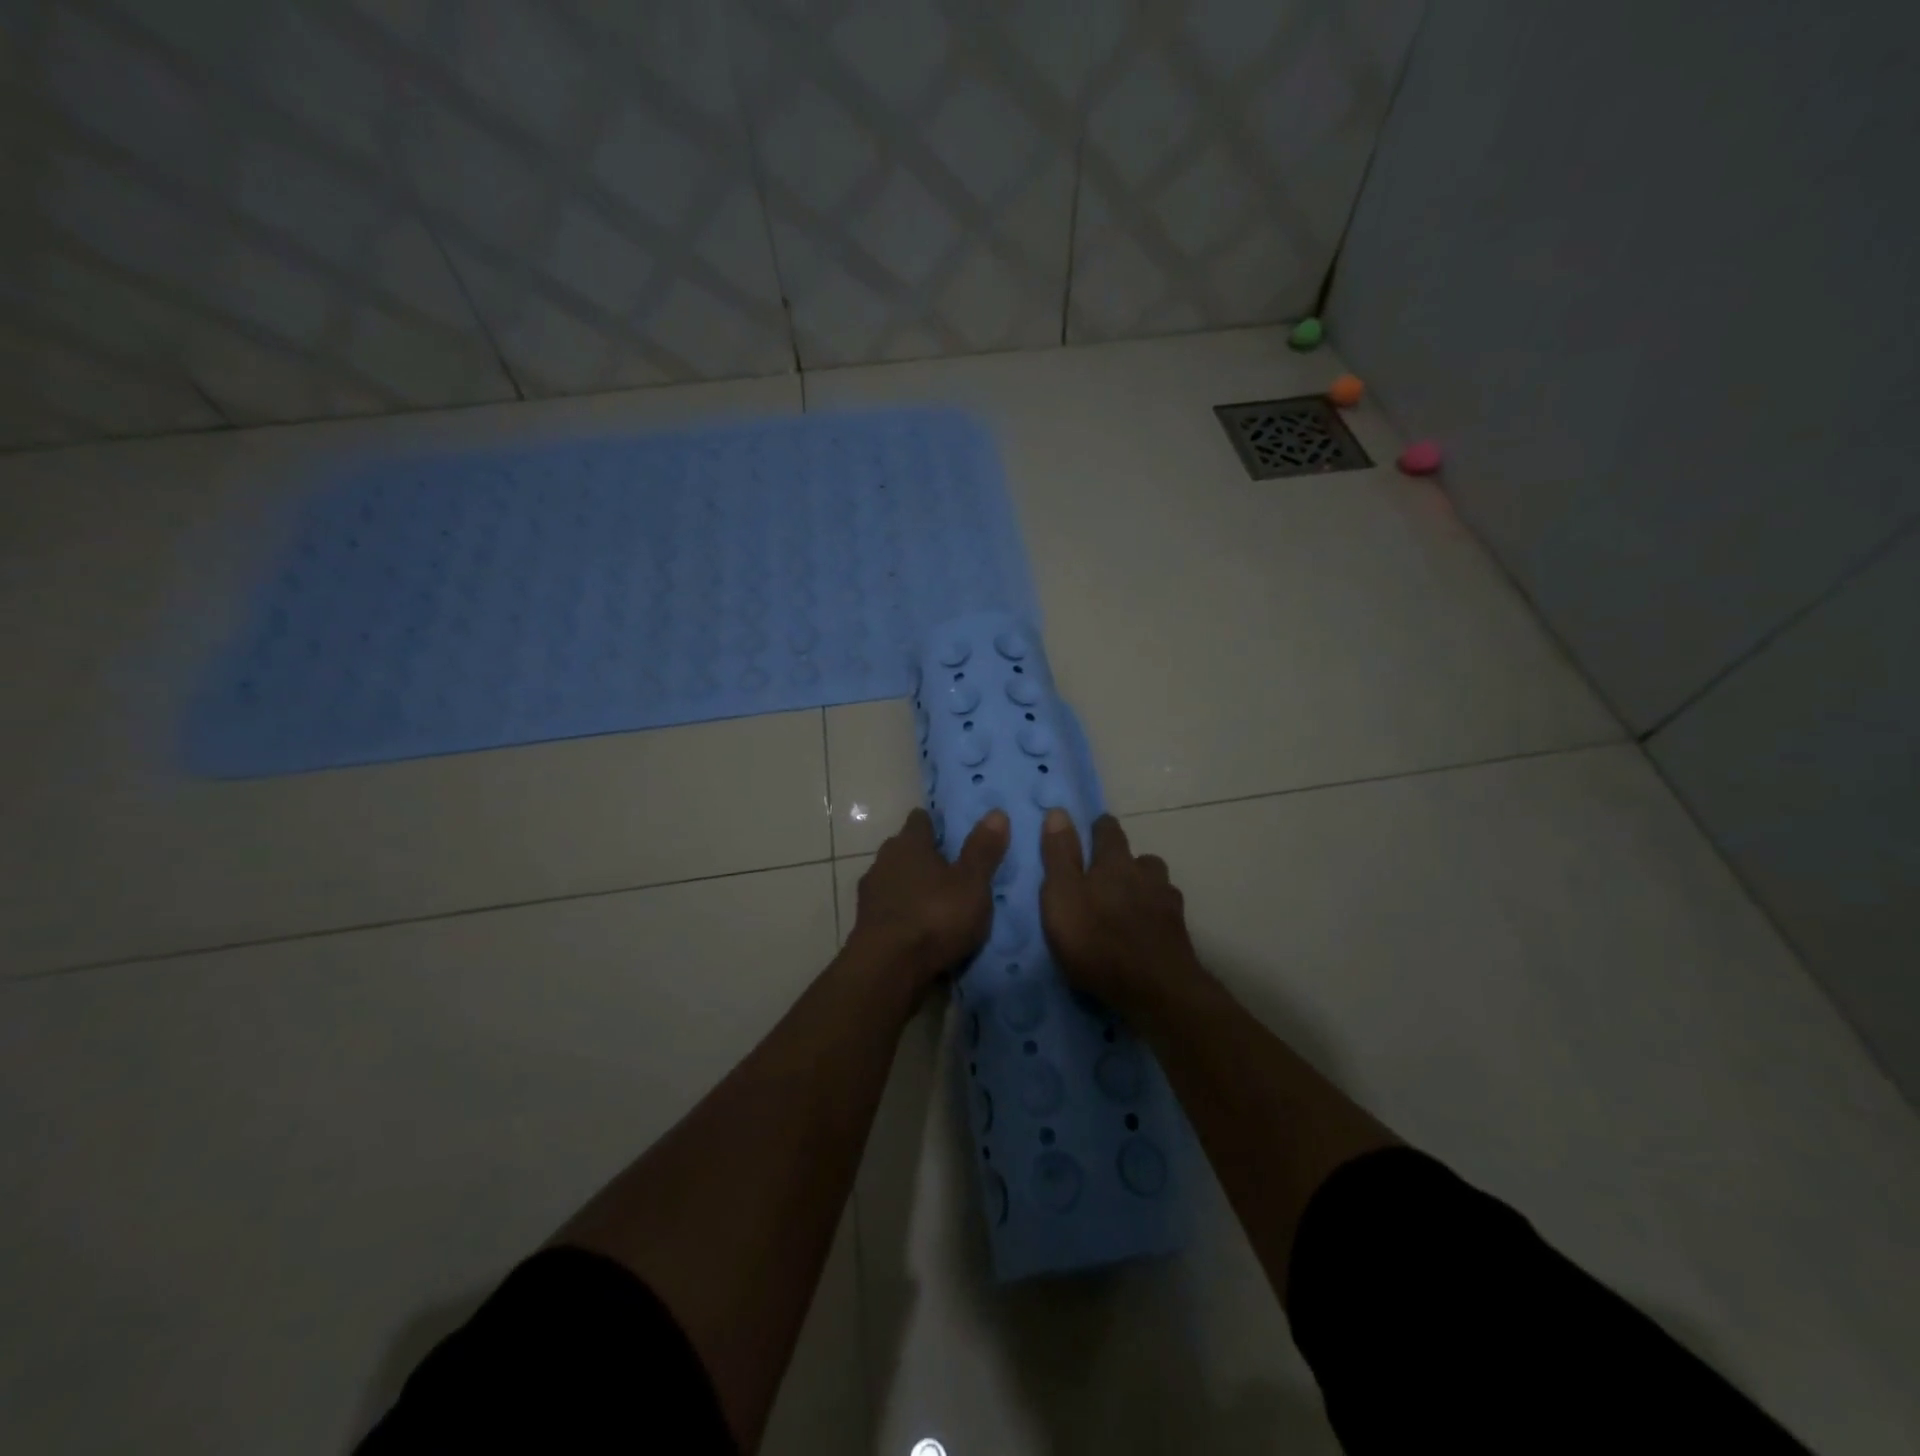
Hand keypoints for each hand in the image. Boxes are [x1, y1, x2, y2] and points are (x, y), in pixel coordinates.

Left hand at [849, 808, 1010, 992]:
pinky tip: (920, 927)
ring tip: (937, 901)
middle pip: (905, 849)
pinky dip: (903, 913)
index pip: (920, 820)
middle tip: (951, 868)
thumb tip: (997, 812)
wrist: (888, 969)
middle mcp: (884, 861)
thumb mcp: (971, 883)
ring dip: (912, 887)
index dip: (935, 824)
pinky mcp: (866, 925)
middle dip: (924, 856)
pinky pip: (890, 909)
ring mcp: (871, 894)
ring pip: (895, 880)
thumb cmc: (935, 916)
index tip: (951, 832)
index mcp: (909, 843)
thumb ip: (983, 849)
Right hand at [1039, 809, 1197, 1007]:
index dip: (1099, 828)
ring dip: (1144, 888)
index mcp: (1114, 862)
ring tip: (1128, 906)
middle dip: (1124, 861)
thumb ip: (1059, 855)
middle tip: (1106, 877)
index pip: (1109, 830)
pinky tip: (1146, 932)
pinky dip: (1155, 916)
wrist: (1155, 990)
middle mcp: (1146, 874)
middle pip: (1139, 857)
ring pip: (1157, 884)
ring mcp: (1168, 903)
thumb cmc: (1097, 940)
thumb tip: (1058, 812)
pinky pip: (1166, 913)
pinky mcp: (1180, 933)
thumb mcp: (1061, 896)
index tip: (1091, 831)